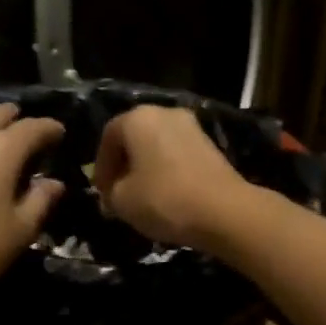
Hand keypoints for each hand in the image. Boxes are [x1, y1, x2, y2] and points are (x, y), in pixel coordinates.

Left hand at [0, 103, 65, 312]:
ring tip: (12, 154)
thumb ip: (41, 199)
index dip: (52, 129)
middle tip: (36, 141)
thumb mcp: (21, 229)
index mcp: (1, 148)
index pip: (34, 126)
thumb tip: (53, 183)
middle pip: (0, 115)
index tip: (62, 135)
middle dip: (21, 122)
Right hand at [92, 105, 253, 250]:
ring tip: (141, 197)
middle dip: (123, 165)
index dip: (101, 166)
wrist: (224, 211)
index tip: (101, 192)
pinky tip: (166, 196)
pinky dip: (166, 171)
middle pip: (135, 138)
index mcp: (138, 118)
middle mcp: (165, 113)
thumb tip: (113, 194)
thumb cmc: (163, 199)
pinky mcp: (211, 146)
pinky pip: (177, 155)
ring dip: (145, 168)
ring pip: (157, 146)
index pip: (108, 136)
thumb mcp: (122, 201)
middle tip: (118, 193)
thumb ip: (110, 193)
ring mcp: (192, 127)